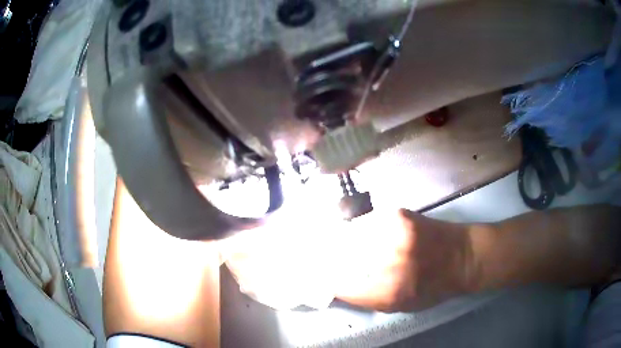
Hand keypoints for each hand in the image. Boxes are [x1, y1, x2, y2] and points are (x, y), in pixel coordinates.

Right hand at [334, 209, 475, 311]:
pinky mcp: (397, 214)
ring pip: (352, 237)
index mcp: (387, 291)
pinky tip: (376, 234)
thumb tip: (340, 285)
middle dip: (338, 260)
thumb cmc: (435, 287)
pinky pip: (369, 224)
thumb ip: (369, 298)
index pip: (341, 286)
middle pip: (342, 259)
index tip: (327, 279)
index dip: (331, 283)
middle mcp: (387, 261)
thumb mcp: (401, 305)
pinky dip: (367, 230)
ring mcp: (392, 233)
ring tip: (357, 245)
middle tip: (336, 260)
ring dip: (350, 243)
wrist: (463, 256)